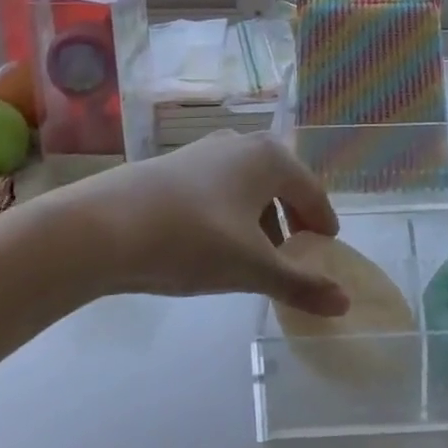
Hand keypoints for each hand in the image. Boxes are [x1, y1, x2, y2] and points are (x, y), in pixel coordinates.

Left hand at [27, 132, 350, 315]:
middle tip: (298, 251)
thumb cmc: (192, 240)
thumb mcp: (251, 267)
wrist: (102, 227)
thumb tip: (346, 304)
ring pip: (248, 185)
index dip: (322, 222)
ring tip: (257, 253)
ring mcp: (205, 151)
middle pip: (282, 183)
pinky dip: (231, 212)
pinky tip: (215, 243)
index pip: (312, 192)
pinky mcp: (175, 166)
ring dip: (261, 216)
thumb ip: (300, 284)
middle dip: (292, 217)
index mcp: (270, 158)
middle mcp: (242, 144)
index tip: (328, 247)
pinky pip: (219, 187)